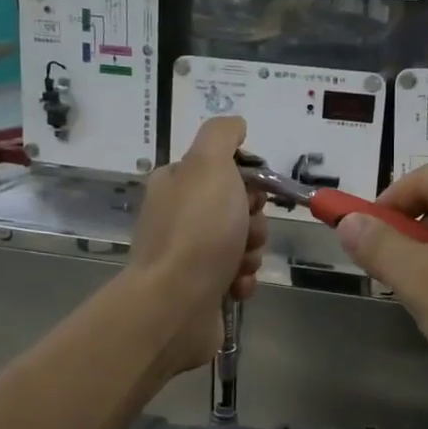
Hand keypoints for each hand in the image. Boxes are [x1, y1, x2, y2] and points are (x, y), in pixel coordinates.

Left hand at [128, 116, 266, 375]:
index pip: (223, 170)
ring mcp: (187, 256)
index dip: (247, 180)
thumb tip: (236, 124)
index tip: (252, 194)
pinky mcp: (199, 289)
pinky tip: (234, 287)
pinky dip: (242, 280)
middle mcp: (177, 217)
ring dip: (250, 253)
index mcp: (175, 183)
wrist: (176, 304)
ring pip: (241, 244)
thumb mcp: (209, 165)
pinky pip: (236, 276)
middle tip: (244, 233)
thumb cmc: (198, 230)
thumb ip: (222, 135)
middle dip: (252, 222)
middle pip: (237, 208)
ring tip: (238, 265)